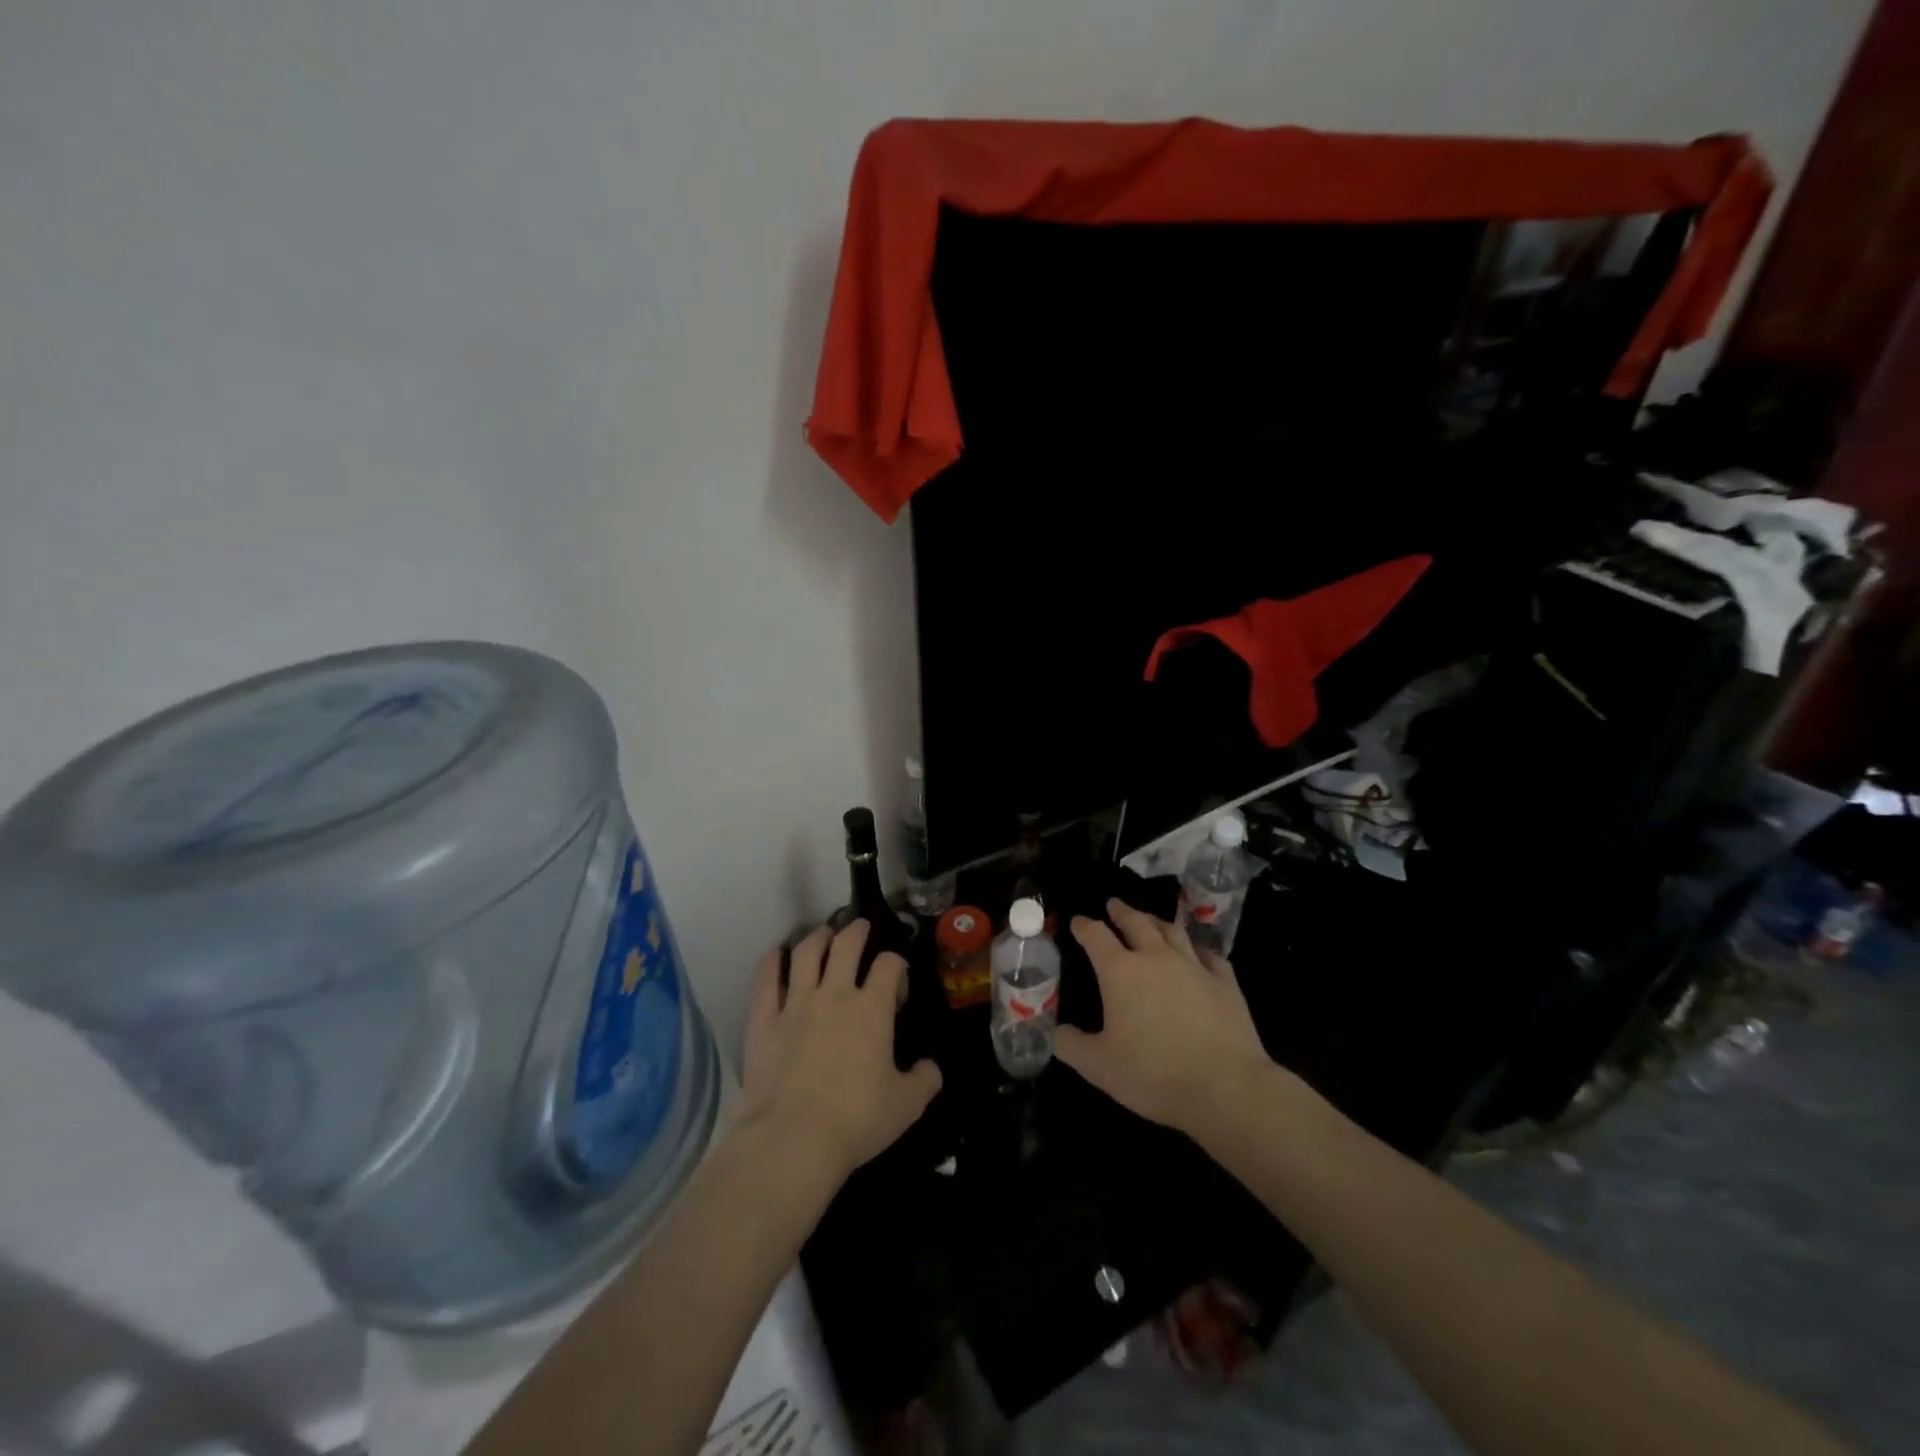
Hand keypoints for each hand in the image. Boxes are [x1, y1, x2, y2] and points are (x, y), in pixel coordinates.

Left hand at [739, 920, 942, 1187]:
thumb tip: (931, 1068)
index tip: (897, 974)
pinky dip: (770, 963)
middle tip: (860, 926)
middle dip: (856, 931)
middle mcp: (835, 995)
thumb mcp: (907, 1105)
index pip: (889, 966)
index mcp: (872, 1009)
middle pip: (846, 945)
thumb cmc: (857, 1119)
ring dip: (817, 937)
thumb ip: (925, 1080)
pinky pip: (765, 981)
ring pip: (806, 954)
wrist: (793, 1139)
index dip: (896, 963)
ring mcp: (795, 1004)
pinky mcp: (764, 1021)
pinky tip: (775, 954)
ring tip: (823, 932)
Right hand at [1055, 899, 1272, 1136]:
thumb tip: (1058, 1032)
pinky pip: (1209, 955)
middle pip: (1137, 922)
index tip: (1077, 921)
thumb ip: (1071, 1045)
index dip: (1084, 926)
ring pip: (1173, 931)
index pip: (1096, 936)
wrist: (1225, 1087)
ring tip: (1151, 920)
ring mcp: (1194, 966)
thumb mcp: (1098, 1067)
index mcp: (1120, 972)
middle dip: (1122, 911)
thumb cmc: (1153, 1074)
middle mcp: (1156, 958)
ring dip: (1157, 922)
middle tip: (1114, 905)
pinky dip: (1198, 950)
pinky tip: (1198, 953)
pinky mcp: (1225, 982)